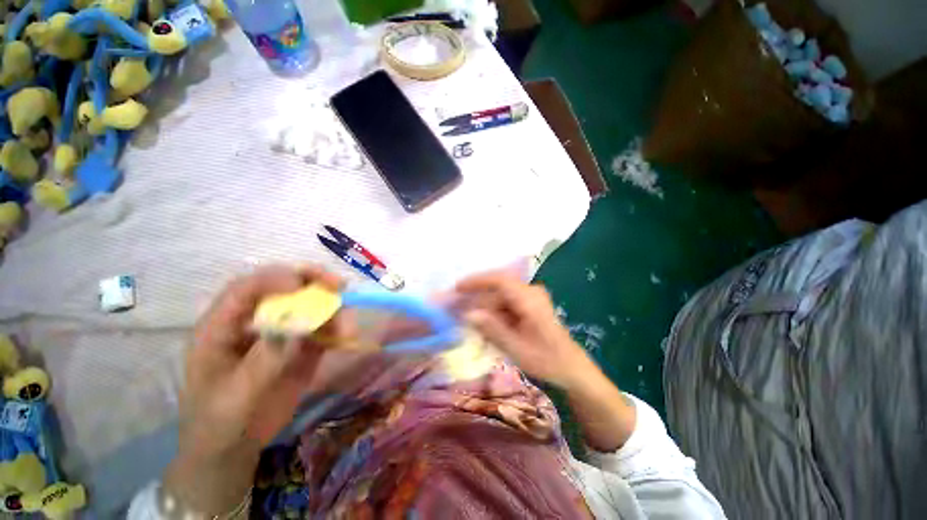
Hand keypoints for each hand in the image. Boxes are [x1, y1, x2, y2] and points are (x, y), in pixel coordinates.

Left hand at [164, 265, 345, 515]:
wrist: (234, 449)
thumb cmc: (218, 423)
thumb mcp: (235, 396)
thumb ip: (264, 359)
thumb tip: (297, 325)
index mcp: (221, 327)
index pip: (245, 289)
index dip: (272, 280)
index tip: (300, 286)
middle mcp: (253, 322)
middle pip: (282, 287)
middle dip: (311, 280)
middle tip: (338, 285)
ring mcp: (280, 333)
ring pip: (309, 306)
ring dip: (332, 309)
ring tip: (347, 327)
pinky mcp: (301, 346)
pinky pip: (322, 329)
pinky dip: (337, 328)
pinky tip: (346, 336)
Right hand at [458, 271, 636, 450]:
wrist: (572, 368)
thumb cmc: (547, 360)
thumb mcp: (517, 349)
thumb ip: (492, 329)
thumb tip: (469, 314)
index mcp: (530, 300)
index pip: (500, 280)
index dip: (477, 281)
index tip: (458, 288)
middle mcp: (531, 292)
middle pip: (498, 289)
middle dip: (477, 298)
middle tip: (458, 309)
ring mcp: (531, 297)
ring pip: (500, 296)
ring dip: (485, 307)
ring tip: (470, 321)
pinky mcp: (530, 304)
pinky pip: (506, 302)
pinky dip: (494, 312)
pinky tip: (487, 325)